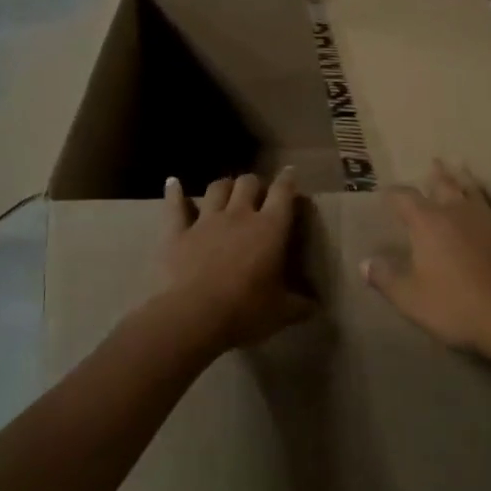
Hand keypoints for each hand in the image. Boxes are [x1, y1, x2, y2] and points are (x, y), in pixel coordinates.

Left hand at [160, 169, 312, 353]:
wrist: (194, 316)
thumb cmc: (245, 311)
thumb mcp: (281, 312)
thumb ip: (301, 305)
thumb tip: (317, 307)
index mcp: (270, 228)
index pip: (283, 192)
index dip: (287, 180)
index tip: (289, 173)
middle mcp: (239, 215)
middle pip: (248, 183)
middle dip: (254, 184)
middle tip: (257, 194)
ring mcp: (206, 221)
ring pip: (217, 188)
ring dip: (224, 186)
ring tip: (226, 190)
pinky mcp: (177, 232)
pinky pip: (175, 205)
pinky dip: (174, 192)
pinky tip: (173, 183)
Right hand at [362, 161, 490, 374]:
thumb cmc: (454, 307)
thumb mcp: (409, 298)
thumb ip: (385, 277)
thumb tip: (364, 263)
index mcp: (427, 223)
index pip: (404, 198)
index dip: (393, 194)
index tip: (385, 194)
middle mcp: (457, 212)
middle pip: (443, 185)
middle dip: (435, 174)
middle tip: (432, 163)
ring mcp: (489, 219)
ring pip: (474, 190)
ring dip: (465, 179)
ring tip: (461, 167)